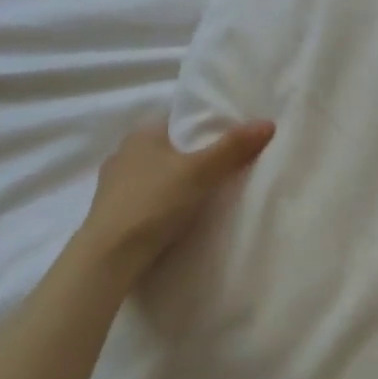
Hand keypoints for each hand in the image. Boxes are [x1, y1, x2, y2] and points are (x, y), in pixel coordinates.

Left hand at [79, 120, 274, 274]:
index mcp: (142, 134)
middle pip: (167, 149)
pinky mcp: (110, 214)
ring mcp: (112, 185)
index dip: (204, 129)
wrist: (109, 256)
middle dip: (191, 158)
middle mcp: (123, 153)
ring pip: (154, 176)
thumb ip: (233, 147)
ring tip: (202, 198)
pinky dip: (160, 205)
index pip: (178, 122)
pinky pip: (144, 200)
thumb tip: (268, 123)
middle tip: (222, 171)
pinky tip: (175, 219)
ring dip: (174, 184)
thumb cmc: (155, 202)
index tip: (228, 143)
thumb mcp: (201, 171)